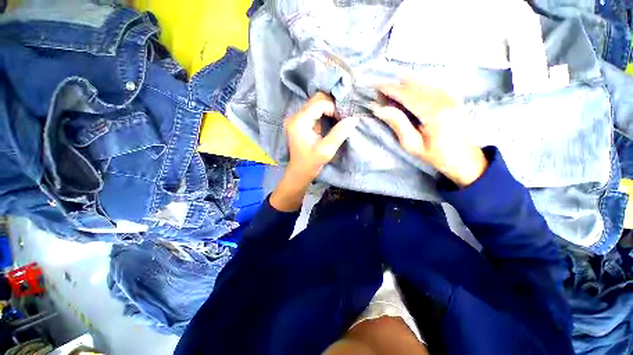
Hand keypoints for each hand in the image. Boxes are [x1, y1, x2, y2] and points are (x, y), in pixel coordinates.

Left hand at [284, 92, 359, 182]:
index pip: (319, 104)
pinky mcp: (299, 121)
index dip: (334, 108)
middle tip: (342, 115)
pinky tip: (331, 118)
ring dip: (329, 107)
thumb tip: (354, 118)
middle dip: (332, 104)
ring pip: (315, 102)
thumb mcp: (327, 150)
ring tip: (338, 117)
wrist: (299, 171)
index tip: (343, 118)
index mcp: (299, 122)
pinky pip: (313, 109)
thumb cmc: (311, 162)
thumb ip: (339, 133)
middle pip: (316, 99)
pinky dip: (324, 111)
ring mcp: (296, 118)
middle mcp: (295, 116)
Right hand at [372, 80, 487, 186]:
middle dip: (394, 86)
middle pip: (413, 84)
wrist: (465, 157)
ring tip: (390, 93)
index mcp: (434, 113)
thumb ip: (397, 124)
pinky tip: (407, 91)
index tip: (374, 86)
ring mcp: (450, 94)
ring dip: (403, 85)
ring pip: (421, 81)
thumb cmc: (436, 155)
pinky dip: (415, 85)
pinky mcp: (453, 95)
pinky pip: (429, 84)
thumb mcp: (412, 145)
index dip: (389, 89)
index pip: (406, 94)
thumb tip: (379, 109)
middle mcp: (444, 98)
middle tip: (379, 93)